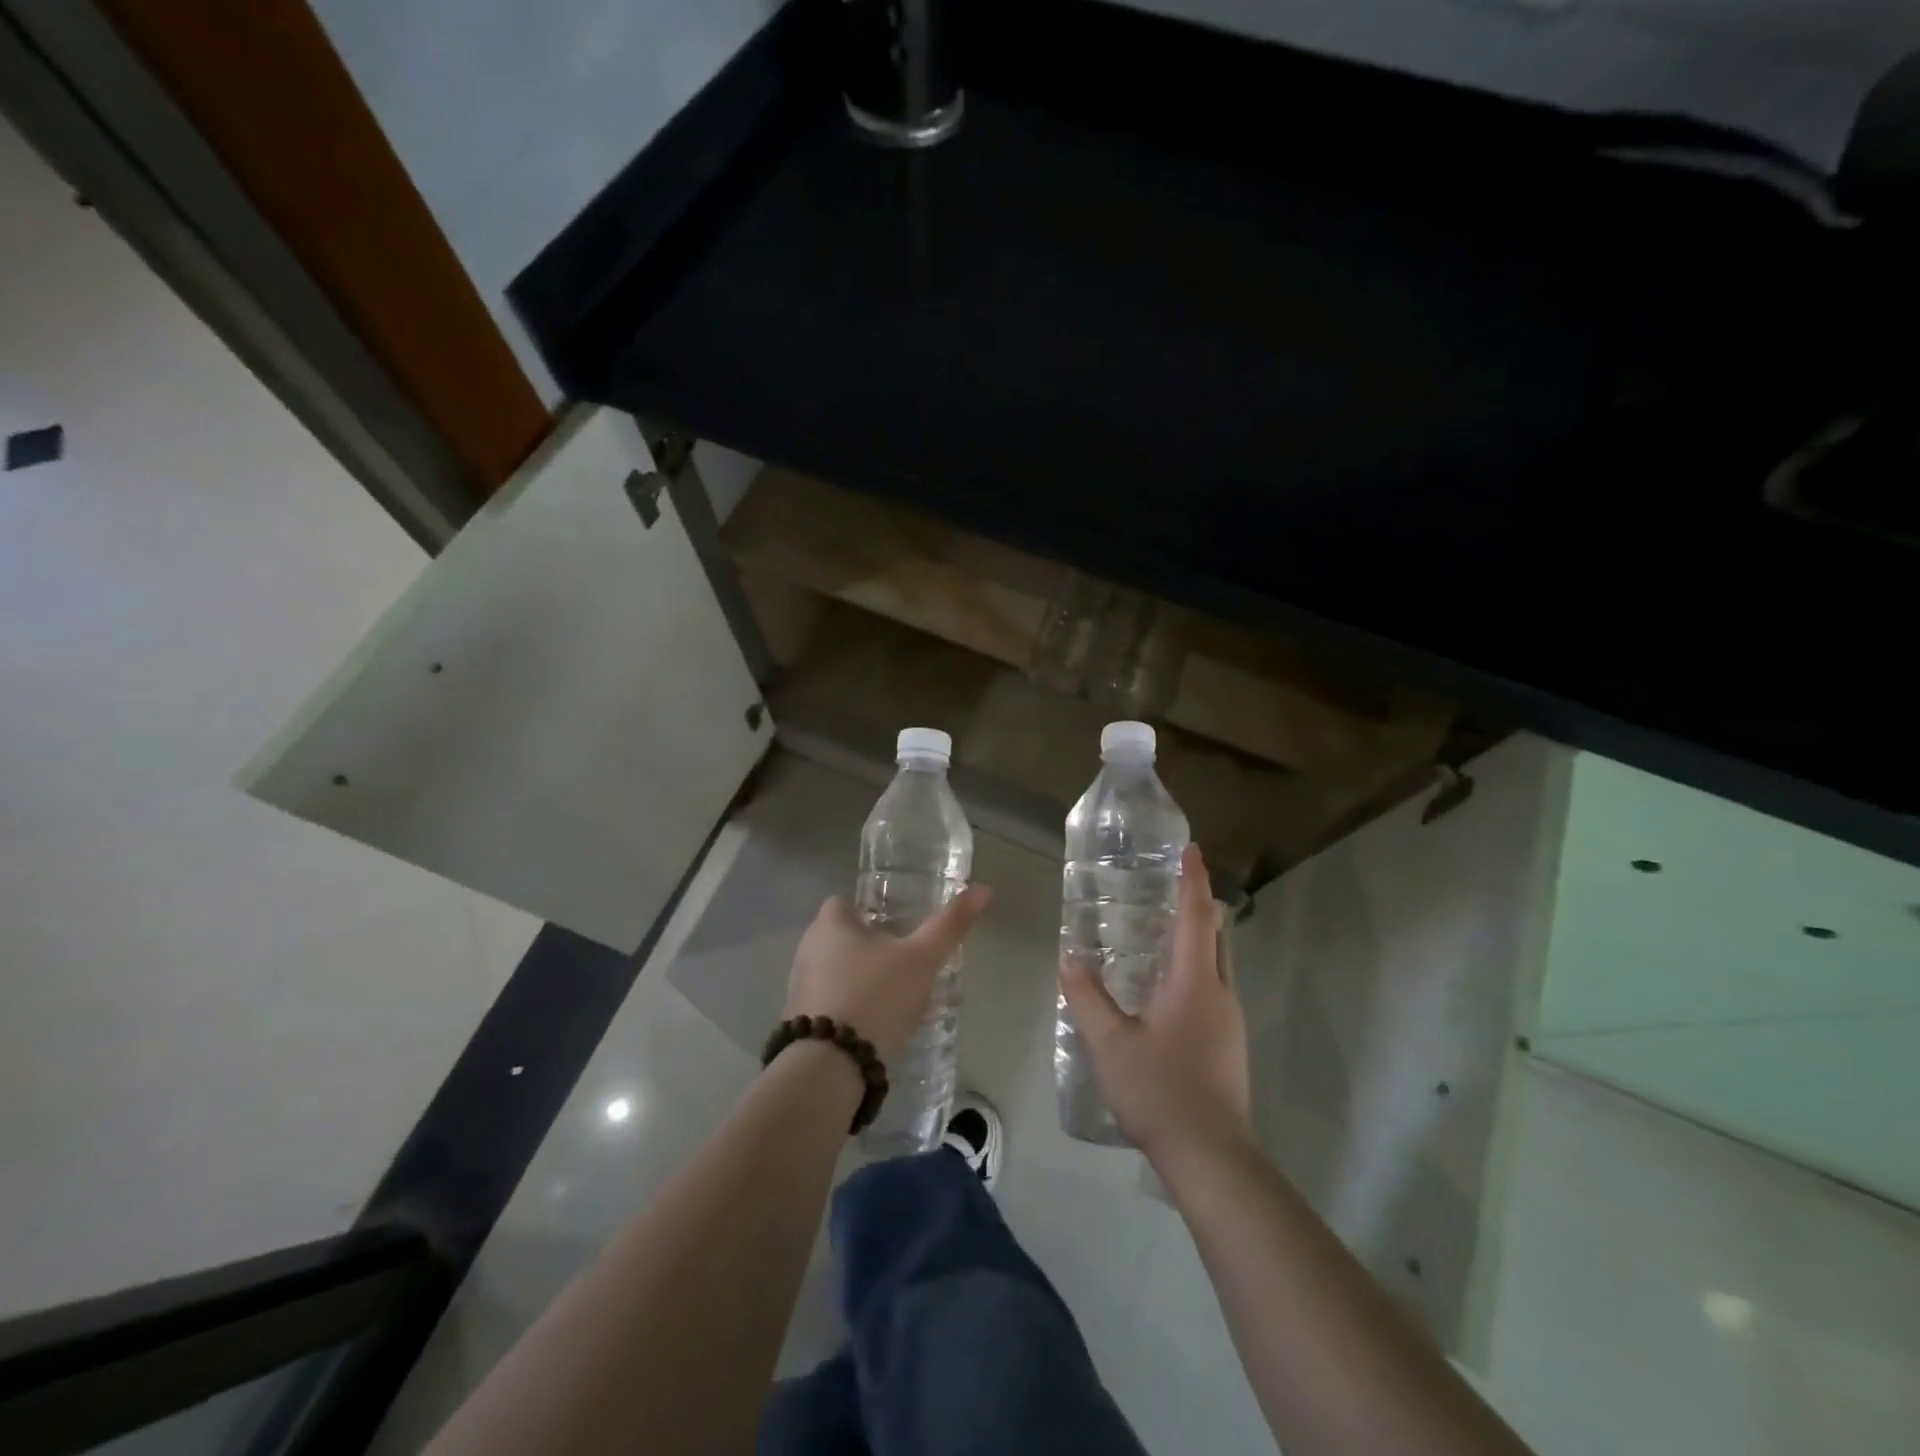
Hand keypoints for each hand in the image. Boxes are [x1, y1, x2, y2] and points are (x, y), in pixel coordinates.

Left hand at [785, 886, 992, 1062]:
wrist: (829, 1065)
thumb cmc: (876, 996)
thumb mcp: (921, 959)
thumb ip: (949, 925)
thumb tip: (983, 889)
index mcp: (830, 923)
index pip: (845, 903)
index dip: (872, 912)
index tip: (898, 928)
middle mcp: (807, 948)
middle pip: (841, 937)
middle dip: (869, 946)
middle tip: (904, 962)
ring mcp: (799, 986)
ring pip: (835, 970)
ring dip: (859, 979)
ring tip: (894, 996)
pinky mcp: (801, 1020)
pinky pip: (830, 1001)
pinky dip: (850, 1006)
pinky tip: (874, 1025)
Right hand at [1058, 843, 1250, 1159]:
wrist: (1211, 1157)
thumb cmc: (1160, 1090)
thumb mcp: (1110, 1044)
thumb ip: (1087, 998)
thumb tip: (1068, 958)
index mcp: (1195, 982)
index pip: (1197, 917)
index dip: (1194, 880)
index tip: (1191, 849)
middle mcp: (1219, 992)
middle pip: (1216, 934)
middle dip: (1199, 905)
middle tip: (1168, 887)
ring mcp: (1229, 1020)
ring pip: (1217, 963)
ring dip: (1196, 939)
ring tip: (1160, 932)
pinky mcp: (1229, 1043)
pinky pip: (1213, 988)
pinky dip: (1194, 969)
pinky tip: (1165, 989)